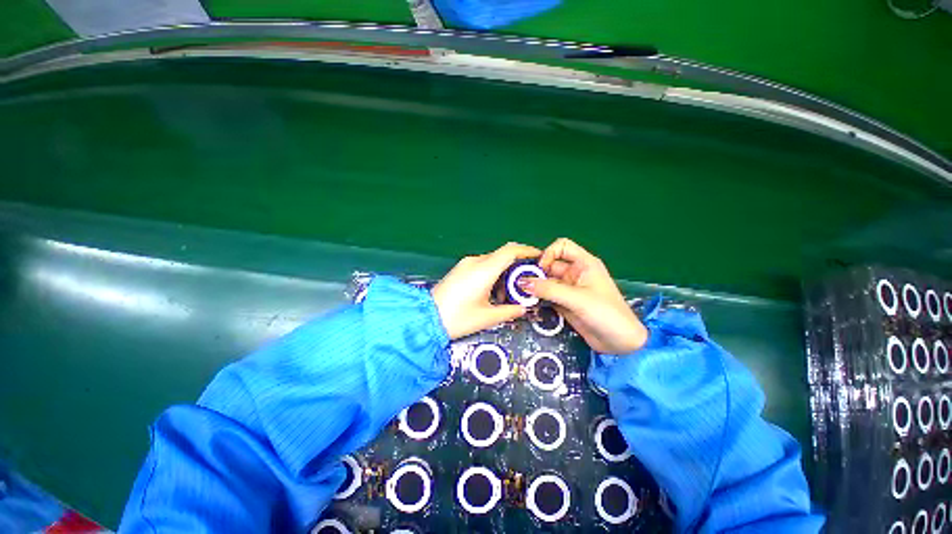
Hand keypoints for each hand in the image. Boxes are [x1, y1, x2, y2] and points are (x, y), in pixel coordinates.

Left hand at [431, 242, 541, 339]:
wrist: (426, 319)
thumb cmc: (457, 318)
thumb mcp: (488, 317)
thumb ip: (511, 310)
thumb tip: (524, 307)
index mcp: (484, 270)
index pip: (510, 251)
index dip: (527, 250)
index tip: (539, 256)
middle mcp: (475, 262)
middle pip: (502, 256)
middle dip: (517, 267)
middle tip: (524, 283)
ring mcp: (465, 264)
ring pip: (492, 262)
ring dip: (503, 273)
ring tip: (506, 294)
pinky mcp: (460, 269)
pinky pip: (482, 266)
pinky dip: (492, 275)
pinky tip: (492, 292)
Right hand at [519, 238, 647, 353]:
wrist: (621, 344)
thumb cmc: (606, 314)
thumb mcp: (577, 299)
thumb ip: (549, 290)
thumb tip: (522, 282)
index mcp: (584, 264)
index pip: (562, 246)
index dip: (549, 254)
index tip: (540, 269)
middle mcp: (575, 273)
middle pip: (550, 266)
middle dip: (535, 273)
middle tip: (520, 285)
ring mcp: (569, 289)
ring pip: (546, 282)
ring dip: (534, 288)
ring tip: (521, 295)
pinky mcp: (565, 304)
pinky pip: (547, 296)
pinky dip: (538, 299)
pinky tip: (529, 304)